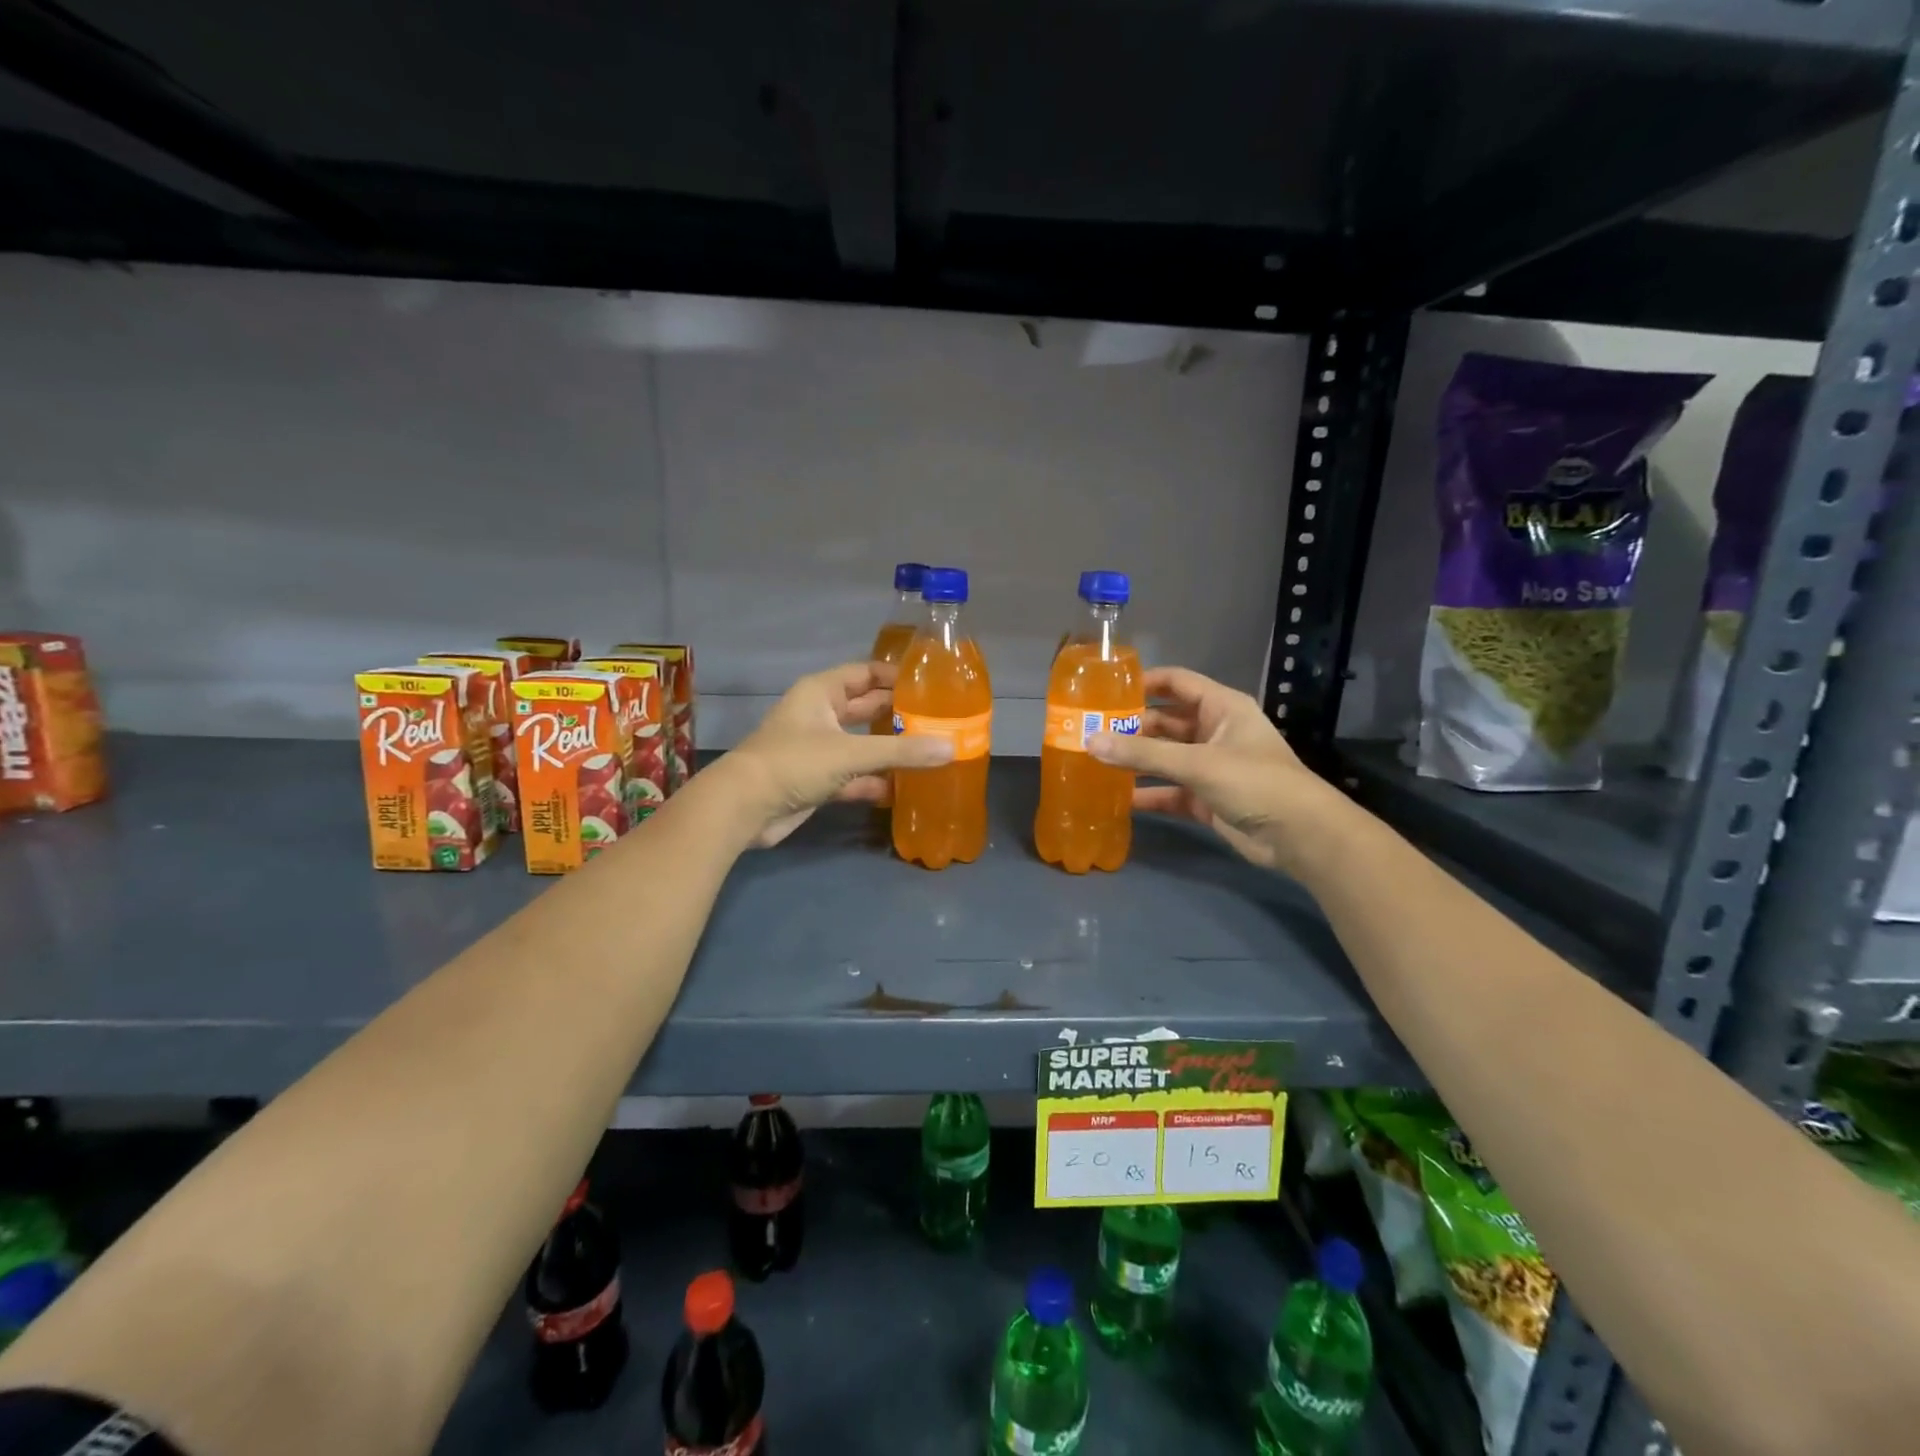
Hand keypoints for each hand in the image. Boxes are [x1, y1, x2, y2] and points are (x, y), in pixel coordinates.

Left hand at [723, 661, 952, 846]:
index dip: (895, 676)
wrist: (744, 808)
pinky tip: (903, 788)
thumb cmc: (794, 762)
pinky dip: (874, 781)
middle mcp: (820, 715)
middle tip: (940, 719)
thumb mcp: (850, 752)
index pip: (865, 673)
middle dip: (898, 714)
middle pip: (866, 708)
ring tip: (930, 752)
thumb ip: (901, 751)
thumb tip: (951, 748)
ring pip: (861, 744)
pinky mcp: (817, 781)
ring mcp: (817, 750)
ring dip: (889, 750)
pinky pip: (853, 776)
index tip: (931, 684)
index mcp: (821, 692)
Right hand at [1087, 666, 1341, 874]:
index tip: (1105, 690)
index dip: (1144, 682)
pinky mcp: (1206, 799)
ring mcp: (1210, 767)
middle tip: (1090, 731)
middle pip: (1165, 722)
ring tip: (1094, 761)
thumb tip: (1091, 741)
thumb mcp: (1197, 763)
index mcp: (1222, 708)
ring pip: (1165, 757)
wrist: (1299, 836)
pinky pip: (1169, 790)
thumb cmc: (1254, 782)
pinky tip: (1117, 798)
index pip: (1177, 683)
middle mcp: (1215, 731)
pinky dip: (1148, 794)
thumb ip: (1144, 753)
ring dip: (1136, 761)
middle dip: (1131, 726)